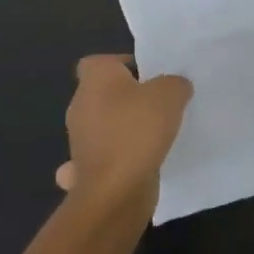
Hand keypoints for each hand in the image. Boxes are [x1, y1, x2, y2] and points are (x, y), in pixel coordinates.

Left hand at [54, 55, 191, 216]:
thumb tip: (174, 87)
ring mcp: (79, 140)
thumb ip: (175, 83)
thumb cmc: (138, 130)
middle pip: (103, 93)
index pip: (100, 61)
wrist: (115, 191)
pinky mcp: (85, 171)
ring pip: (102, 126)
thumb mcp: (171, 94)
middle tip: (158, 104)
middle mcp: (80, 105)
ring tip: (154, 136)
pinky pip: (104, 157)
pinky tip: (138, 164)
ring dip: (122, 130)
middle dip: (127, 99)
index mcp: (94, 79)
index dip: (124, 65)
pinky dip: (117, 160)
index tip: (149, 77)